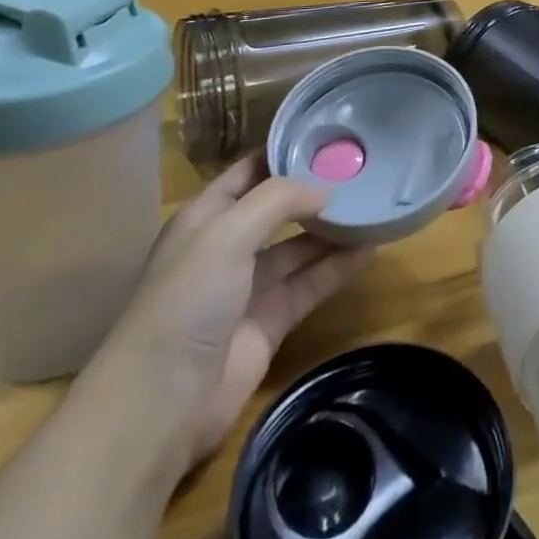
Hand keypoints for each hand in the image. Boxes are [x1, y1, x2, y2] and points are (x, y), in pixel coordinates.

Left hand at [78, 152, 372, 482]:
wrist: (161, 403)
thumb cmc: (186, 302)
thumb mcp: (227, 233)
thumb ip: (279, 200)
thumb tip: (325, 190)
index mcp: (206, 218)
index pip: (250, 172)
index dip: (286, 151)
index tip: (332, 135)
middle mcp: (228, 247)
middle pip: (281, 209)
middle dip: (318, 191)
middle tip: (366, 170)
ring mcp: (249, 287)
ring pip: (301, 248)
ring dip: (334, 230)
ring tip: (377, 207)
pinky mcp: (271, 322)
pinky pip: (311, 284)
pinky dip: (339, 268)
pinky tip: (371, 250)